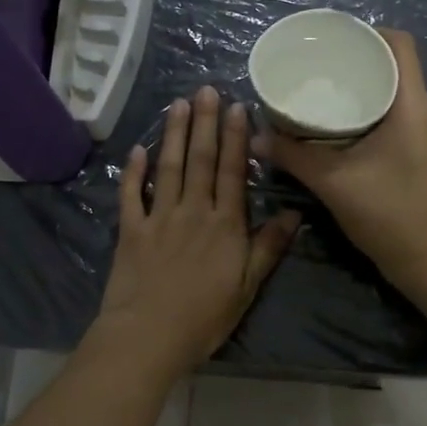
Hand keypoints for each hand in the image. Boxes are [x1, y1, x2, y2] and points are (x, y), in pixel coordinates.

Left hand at [96, 85, 300, 377]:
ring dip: (174, 134)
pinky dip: (134, 171)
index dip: (235, 138)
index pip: (231, 172)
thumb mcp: (248, 287)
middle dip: (204, 122)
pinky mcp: (131, 230)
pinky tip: (138, 148)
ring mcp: (159, 218)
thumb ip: (268, 247)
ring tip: (178, 103)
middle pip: (200, 160)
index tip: (237, 107)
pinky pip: (132, 194)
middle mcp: (193, 212)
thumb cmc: (204, 317)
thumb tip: (295, 214)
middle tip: (206, 89)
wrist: (149, 336)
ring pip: (168, 167)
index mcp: (225, 225)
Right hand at [259, 30, 426, 290]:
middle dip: (360, 60)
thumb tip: (255, 138)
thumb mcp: (332, 182)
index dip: (369, 33)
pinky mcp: (426, 152)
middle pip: (397, 66)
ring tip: (328, 91)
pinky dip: (374, 109)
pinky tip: (345, 125)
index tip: (335, 40)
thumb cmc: (386, 214)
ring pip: (398, 92)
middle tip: (321, 65)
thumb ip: (293, 156)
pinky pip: (400, 114)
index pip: (401, 45)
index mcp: (412, 107)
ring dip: (367, 86)